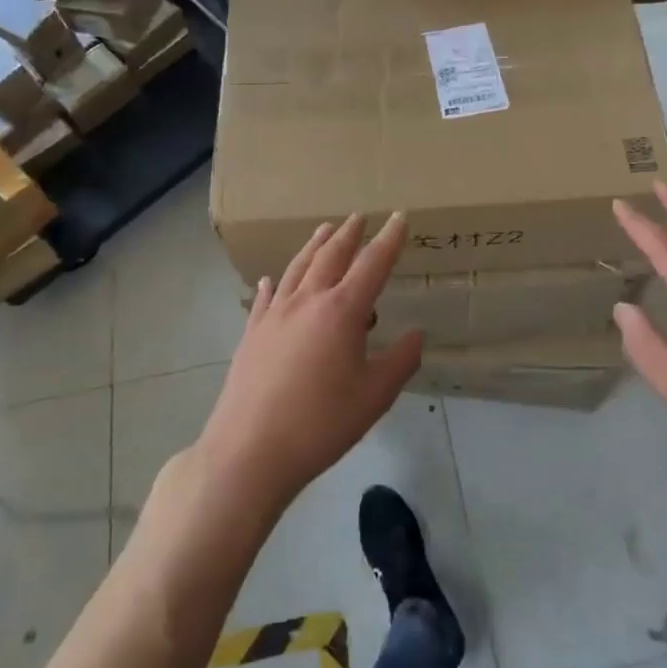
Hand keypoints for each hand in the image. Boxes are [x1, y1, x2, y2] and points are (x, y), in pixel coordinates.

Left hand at [196, 214, 421, 510]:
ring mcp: (275, 315)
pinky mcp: (252, 334)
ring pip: (298, 268)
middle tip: (359, 217)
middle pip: (331, 256)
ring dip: (314, 246)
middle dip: (349, 234)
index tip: (400, 217)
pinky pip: (266, 297)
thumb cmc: (321, 424)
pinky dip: (275, 283)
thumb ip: (400, 361)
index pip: (372, 264)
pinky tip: (272, 280)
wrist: (250, 451)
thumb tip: (416, 335)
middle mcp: (307, 301)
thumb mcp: (374, 396)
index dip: (389, 240)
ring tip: (325, 230)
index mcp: (342, 311)